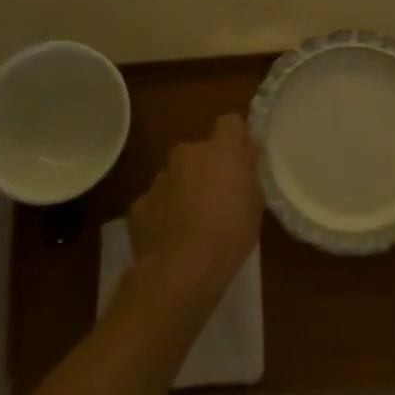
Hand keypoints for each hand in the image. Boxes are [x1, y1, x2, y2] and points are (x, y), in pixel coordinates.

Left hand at [126, 114, 263, 309]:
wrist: (180, 271)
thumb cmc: (229, 235)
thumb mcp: (255, 205)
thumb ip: (249, 173)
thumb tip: (247, 154)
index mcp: (220, 150)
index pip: (230, 122)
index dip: (236, 138)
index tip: (242, 159)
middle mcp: (186, 154)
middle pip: (199, 151)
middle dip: (207, 167)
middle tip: (218, 197)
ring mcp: (159, 178)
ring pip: (176, 176)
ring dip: (184, 189)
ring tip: (193, 223)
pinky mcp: (138, 205)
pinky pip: (156, 202)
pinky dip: (163, 213)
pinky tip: (171, 238)